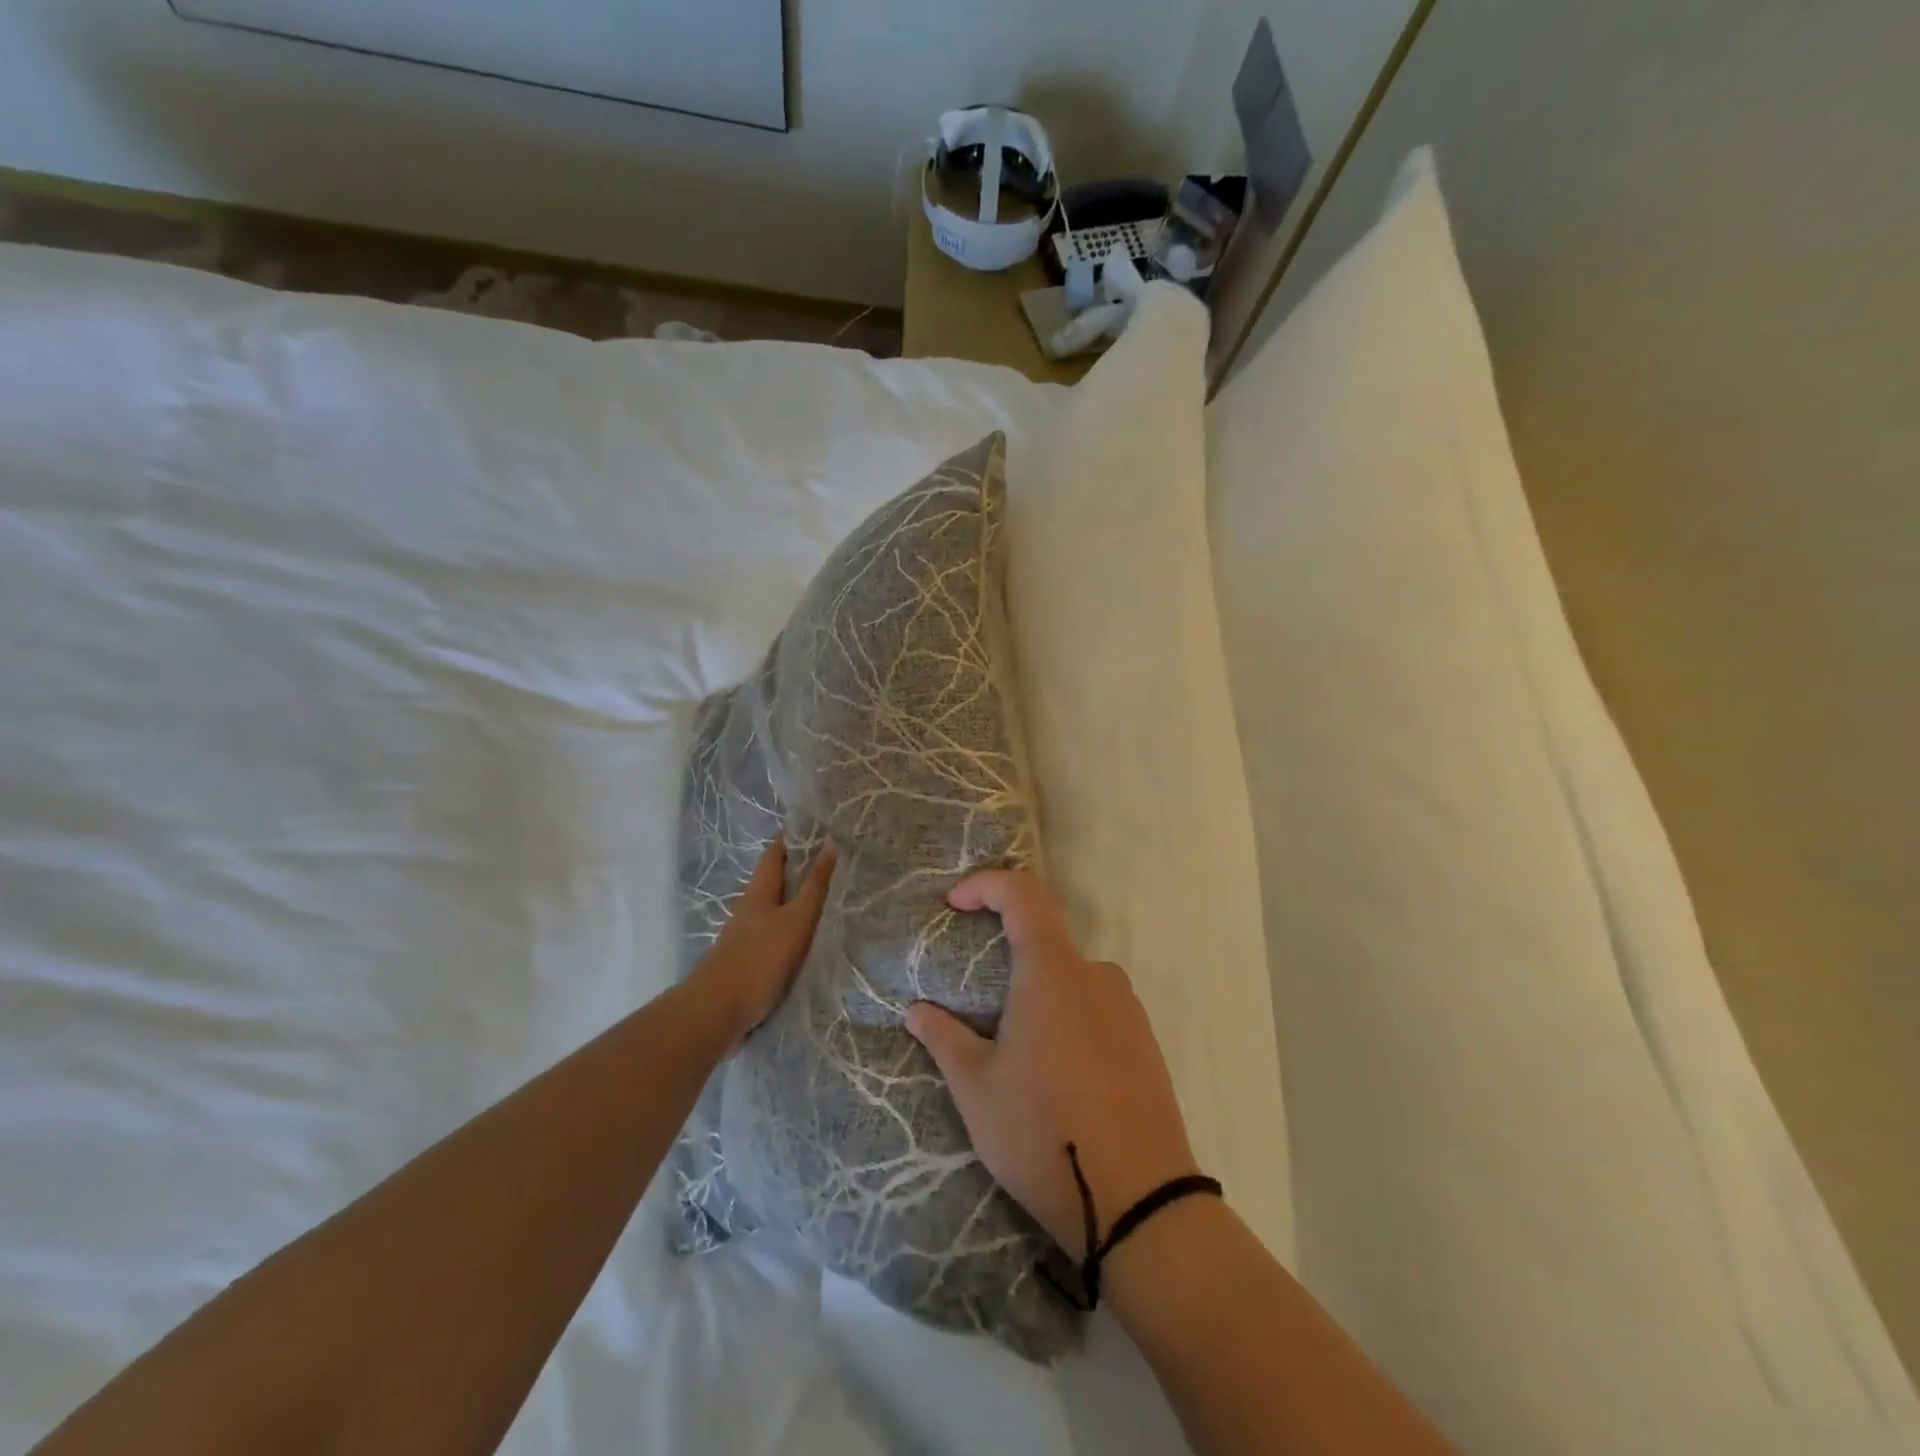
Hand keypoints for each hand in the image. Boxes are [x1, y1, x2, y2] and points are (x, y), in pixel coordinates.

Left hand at [693, 838, 835, 1046]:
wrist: (717, 1013)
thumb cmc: (759, 959)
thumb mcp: (795, 920)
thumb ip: (814, 886)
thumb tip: (829, 843)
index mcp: (758, 892)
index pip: (775, 854)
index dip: (793, 838)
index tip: (819, 828)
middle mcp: (750, 909)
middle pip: (776, 881)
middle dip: (800, 869)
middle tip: (835, 862)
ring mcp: (747, 937)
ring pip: (776, 909)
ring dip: (798, 901)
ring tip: (831, 899)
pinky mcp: (750, 962)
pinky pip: (776, 935)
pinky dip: (794, 929)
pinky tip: (810, 939)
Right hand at [904, 869, 1199, 1259]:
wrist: (1140, 1204)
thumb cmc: (1044, 1134)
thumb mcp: (977, 1089)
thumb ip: (944, 1038)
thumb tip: (916, 1010)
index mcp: (1053, 972)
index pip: (1023, 894)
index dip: (986, 884)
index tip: (953, 904)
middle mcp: (1096, 975)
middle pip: (1046, 939)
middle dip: (1005, 955)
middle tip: (975, 1002)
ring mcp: (1128, 1008)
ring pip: (1070, 978)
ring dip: (1036, 993)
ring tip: (1013, 1049)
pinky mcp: (1145, 1041)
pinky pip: (1095, 1007)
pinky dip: (1065, 1016)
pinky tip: (1054, 1072)